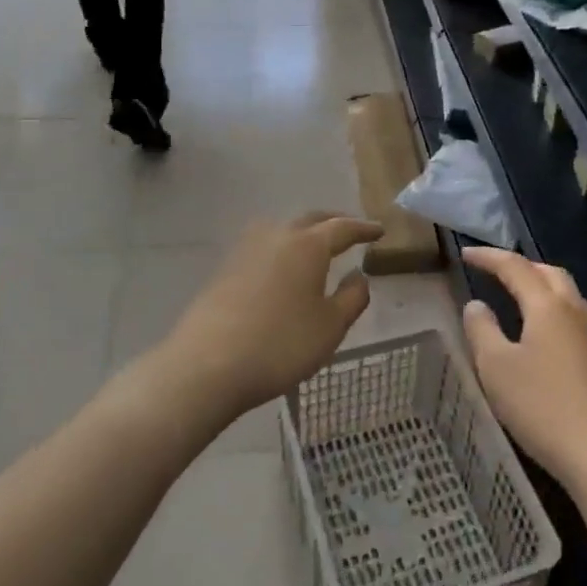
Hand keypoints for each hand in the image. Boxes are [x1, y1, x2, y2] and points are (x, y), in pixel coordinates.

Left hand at [161, 212, 383, 422]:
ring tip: (316, 247)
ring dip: (304, 232)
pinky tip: (283, 270)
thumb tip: (358, 276)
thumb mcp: (330, 327)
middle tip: (351, 231)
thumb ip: (352, 298)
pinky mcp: (225, 269)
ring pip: (282, 230)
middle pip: (311, 220)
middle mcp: (277, 236)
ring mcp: (245, 250)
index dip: (363, 228)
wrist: (207, 365)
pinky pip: (263, 248)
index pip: (342, 227)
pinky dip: (282, 250)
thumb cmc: (281, 344)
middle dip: (333, 223)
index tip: (379, 230)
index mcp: (308, 245)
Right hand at [461, 248, 586, 499]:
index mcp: (548, 306)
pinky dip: (548, 309)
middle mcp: (573, 311)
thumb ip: (482, 330)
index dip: (489, 257)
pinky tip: (537, 332)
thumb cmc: (542, 406)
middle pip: (548, 273)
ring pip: (564, 294)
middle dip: (520, 266)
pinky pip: (570, 317)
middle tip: (493, 270)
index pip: (515, 267)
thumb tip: (476, 305)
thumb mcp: (496, 368)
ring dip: (538, 286)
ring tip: (513, 295)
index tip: (465, 253)